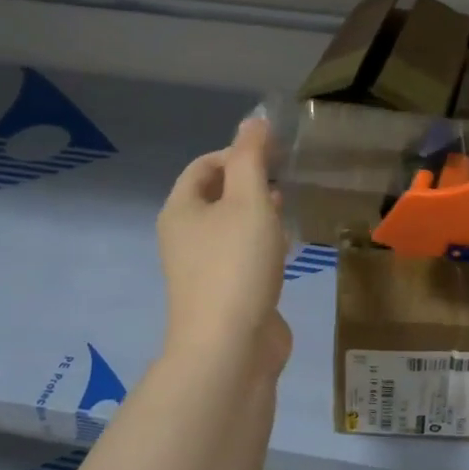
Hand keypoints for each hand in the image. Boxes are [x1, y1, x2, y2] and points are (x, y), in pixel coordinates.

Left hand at [157, 118, 291, 377]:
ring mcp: (204, 269)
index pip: (204, 166)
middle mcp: (185, 237)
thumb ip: (251, 157)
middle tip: (285, 177)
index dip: (237, 152)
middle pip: (216, 196)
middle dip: (250, 182)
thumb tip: (254, 121)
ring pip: (232, 228)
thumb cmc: (235, 264)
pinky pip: (243, 257)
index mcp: (181, 210)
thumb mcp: (248, 200)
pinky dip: (262, 245)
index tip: (275, 153)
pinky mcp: (225, 294)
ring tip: (287, 206)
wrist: (229, 348)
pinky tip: (286, 246)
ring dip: (258, 213)